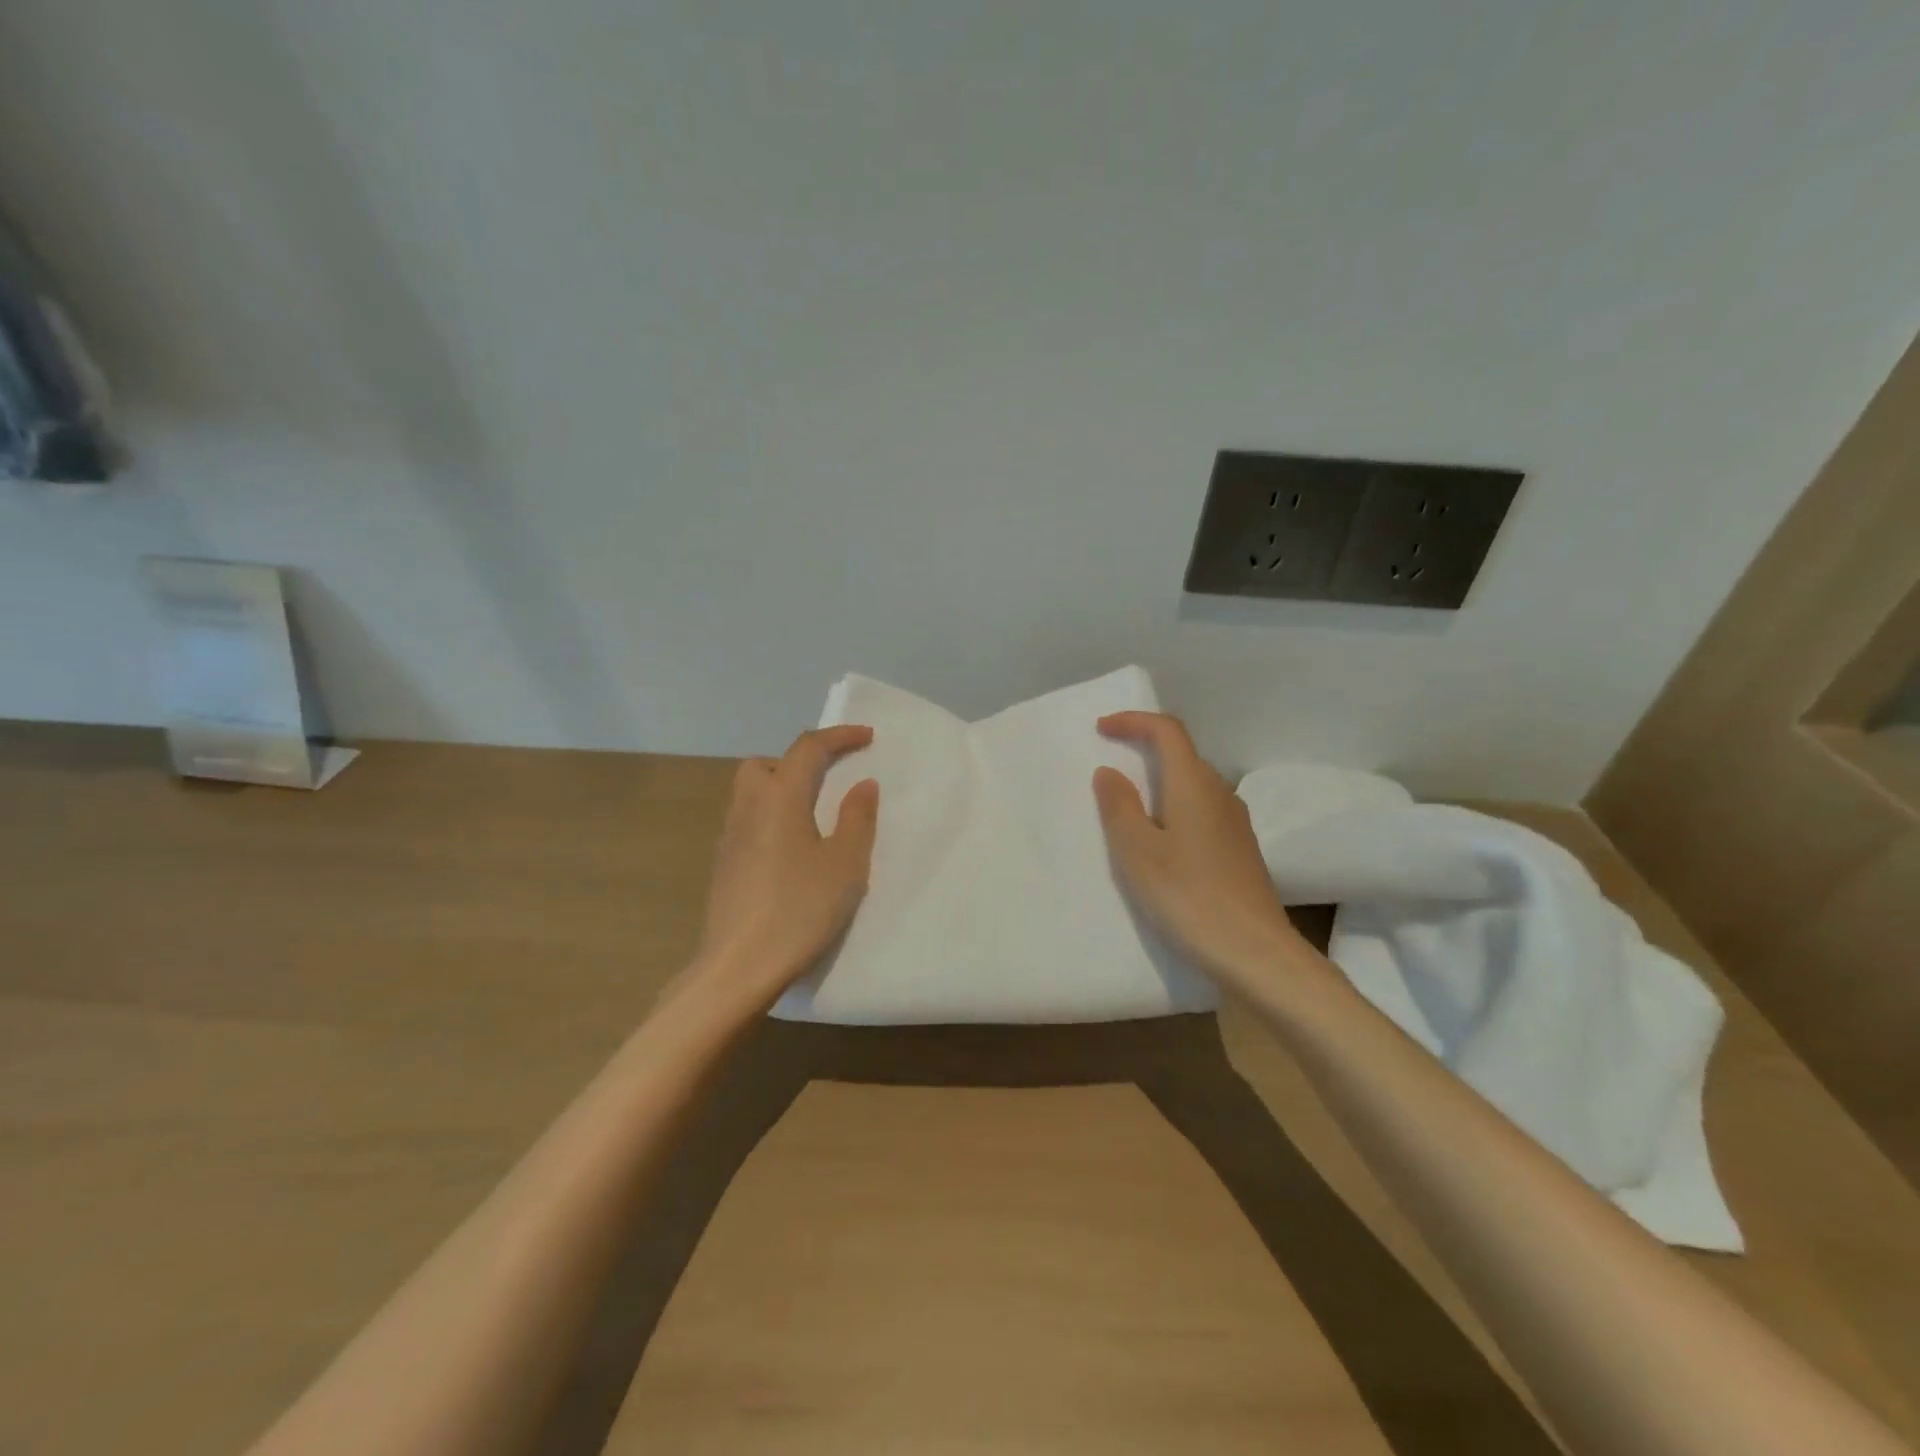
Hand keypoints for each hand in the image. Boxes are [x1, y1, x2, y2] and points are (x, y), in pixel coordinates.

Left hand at [688, 725, 879, 1012]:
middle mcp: (748, 807)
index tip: (867, 737)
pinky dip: (772, 817)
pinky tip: (792, 852)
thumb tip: (863, 785)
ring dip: (783, 789)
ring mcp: (730, 836)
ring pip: (752, 792)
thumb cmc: (799, 909)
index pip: (808, 748)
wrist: (738, 966)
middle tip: (829, 781)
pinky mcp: (724, 864)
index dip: (840, 736)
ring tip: (815, 817)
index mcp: (780, 797)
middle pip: (766, 764)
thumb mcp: (845, 864)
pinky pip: (749, 820)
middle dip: (799, 761)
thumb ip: (857, 818)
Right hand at [1092, 711, 1310, 990]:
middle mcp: (1220, 794)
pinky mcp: (1239, 850)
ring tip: (1127, 806)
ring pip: (1192, 785)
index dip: (1133, 721)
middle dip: (1144, 750)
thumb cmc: (1188, 895)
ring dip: (1159, 783)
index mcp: (1194, 784)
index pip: (1167, 731)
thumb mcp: (1138, 851)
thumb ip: (1119, 806)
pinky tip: (1159, 842)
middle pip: (1182, 755)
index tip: (1102, 729)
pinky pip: (1200, 811)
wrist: (1254, 952)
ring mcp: (1235, 823)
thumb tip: (1110, 772)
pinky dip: (1173, 809)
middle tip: (1109, 767)